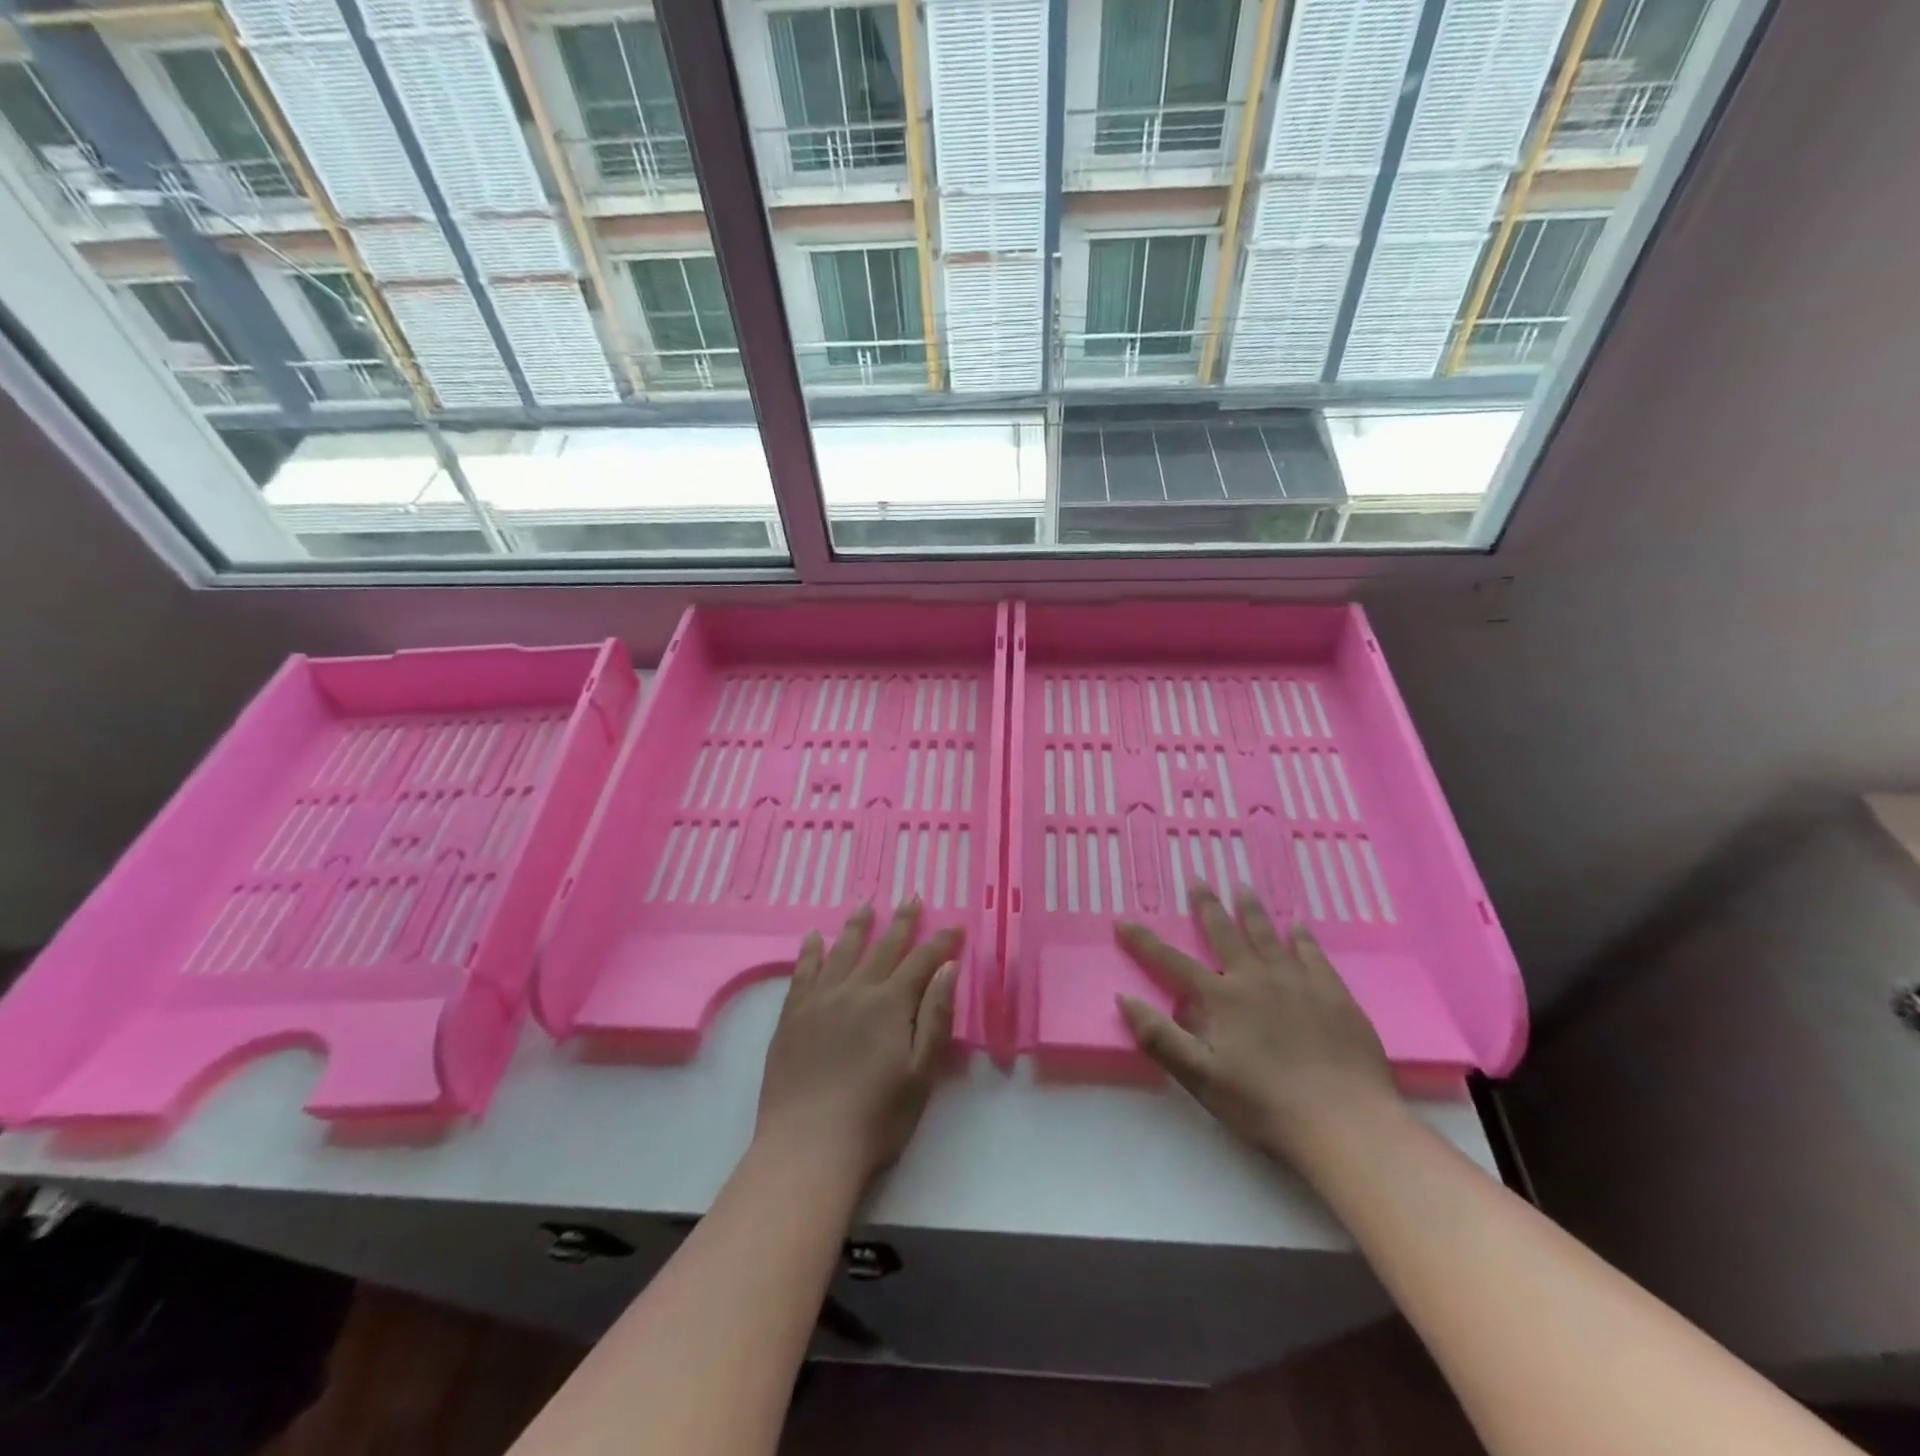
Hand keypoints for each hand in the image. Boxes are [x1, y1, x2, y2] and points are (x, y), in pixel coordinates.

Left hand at [755, 898, 960, 1188]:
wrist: (808, 1146)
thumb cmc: (875, 1118)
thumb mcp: (921, 1074)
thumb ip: (935, 1017)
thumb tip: (948, 968)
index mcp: (890, 1005)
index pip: (922, 962)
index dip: (940, 942)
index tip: (955, 926)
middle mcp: (855, 991)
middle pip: (883, 948)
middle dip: (901, 922)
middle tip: (911, 897)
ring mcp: (819, 1000)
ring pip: (842, 951)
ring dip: (856, 926)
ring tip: (865, 905)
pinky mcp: (791, 1016)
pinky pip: (803, 972)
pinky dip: (811, 952)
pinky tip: (814, 937)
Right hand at [1114, 885, 1400, 1166]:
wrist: (1345, 1123)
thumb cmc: (1265, 1105)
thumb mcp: (1201, 1078)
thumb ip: (1160, 1037)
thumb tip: (1124, 999)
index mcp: (1222, 998)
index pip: (1172, 962)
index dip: (1144, 942)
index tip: (1123, 921)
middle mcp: (1256, 979)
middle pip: (1226, 933)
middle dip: (1207, 906)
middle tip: (1197, 879)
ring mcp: (1298, 983)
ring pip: (1268, 936)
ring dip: (1252, 910)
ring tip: (1242, 887)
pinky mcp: (1334, 995)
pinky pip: (1313, 955)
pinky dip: (1302, 938)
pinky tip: (1297, 926)